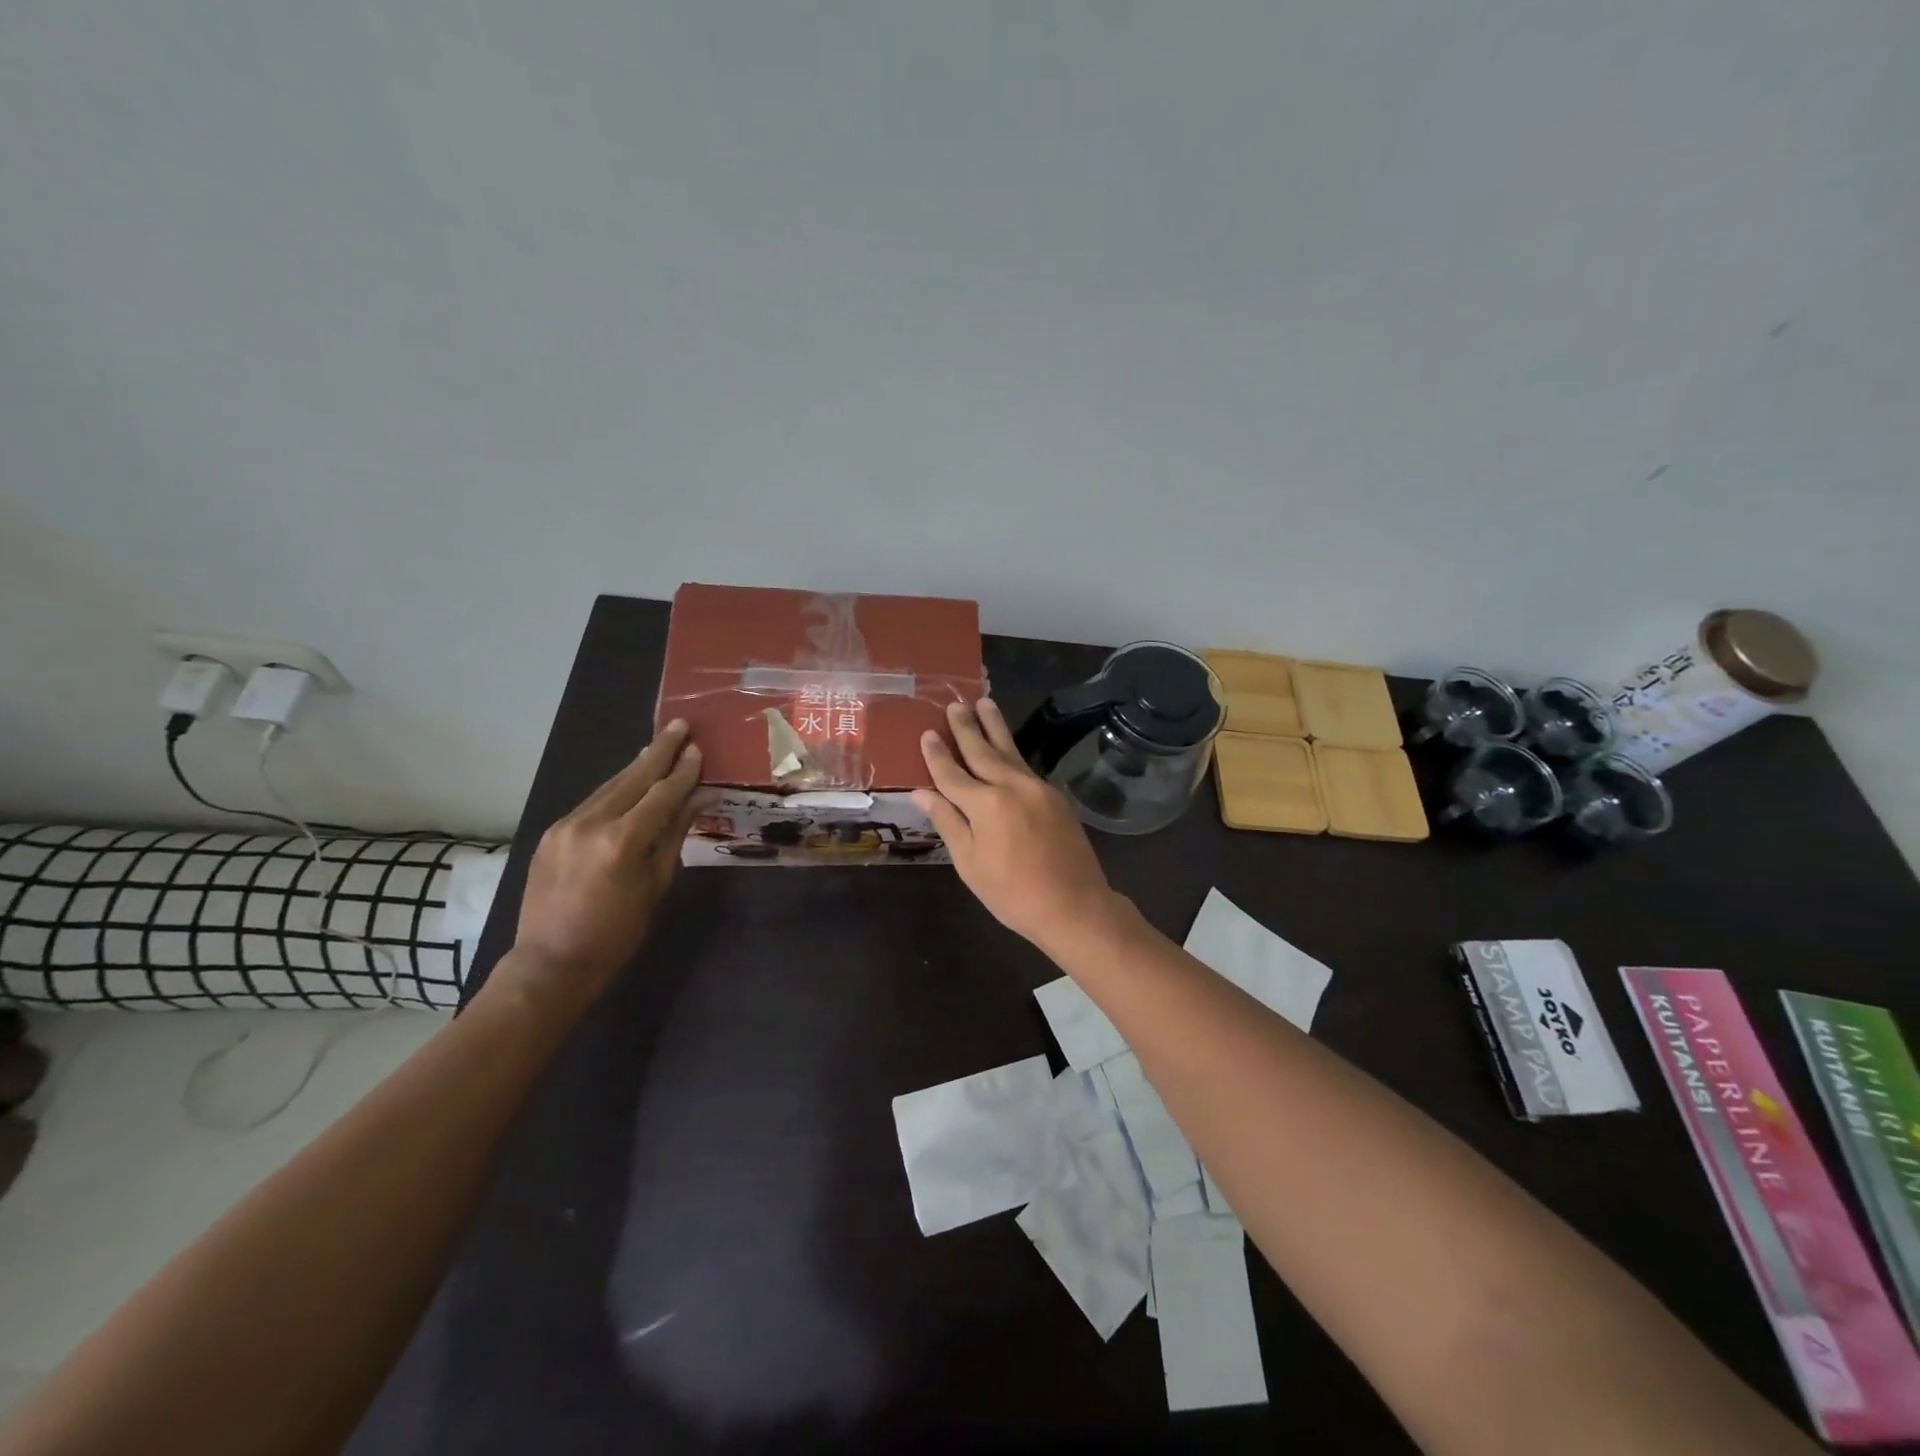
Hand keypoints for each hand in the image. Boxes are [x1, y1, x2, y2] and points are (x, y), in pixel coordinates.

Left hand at [496, 719, 705, 1018]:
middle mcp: (591, 824)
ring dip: (637, 766)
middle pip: (633, 778)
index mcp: (623, 841)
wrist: (552, 962)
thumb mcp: (656, 884)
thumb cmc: (617, 932)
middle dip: (660, 751)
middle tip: (680, 726)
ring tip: (658, 745)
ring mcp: (566, 826)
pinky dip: (615, 789)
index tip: (699, 749)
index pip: (662, 794)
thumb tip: (701, 799)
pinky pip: (591, 802)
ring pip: (610, 786)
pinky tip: (628, 780)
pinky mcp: (551, 833)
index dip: (684, 771)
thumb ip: (675, 834)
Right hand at [914, 699, 1122, 954]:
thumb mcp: (970, 864)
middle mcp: (1012, 787)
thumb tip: (922, 793)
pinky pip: (1025, 767)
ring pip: (1009, 751)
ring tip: (984, 703)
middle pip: (982, 751)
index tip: (927, 733)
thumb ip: (948, 823)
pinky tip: (1006, 745)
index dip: (937, 755)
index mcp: (986, 805)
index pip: (952, 774)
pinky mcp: (1055, 796)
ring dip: (994, 727)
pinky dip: (1012, 752)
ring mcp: (1037, 788)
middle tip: (955, 704)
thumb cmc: (1012, 893)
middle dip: (966, 728)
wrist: (1074, 905)